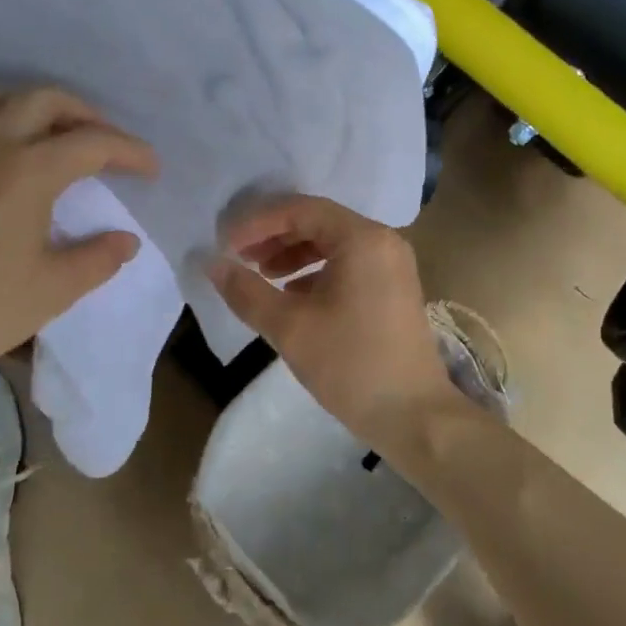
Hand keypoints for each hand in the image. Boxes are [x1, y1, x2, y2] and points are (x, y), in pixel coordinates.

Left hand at [0, 87, 157, 388]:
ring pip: (0, 97)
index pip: (90, 143)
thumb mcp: (55, 289)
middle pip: (45, 100)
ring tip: (58, 136)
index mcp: (25, 172)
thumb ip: (99, 257)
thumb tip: (127, 239)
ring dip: (39, 106)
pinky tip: (10, 155)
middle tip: (107, 145)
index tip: (152, 169)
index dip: (129, 151)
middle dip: (87, 114)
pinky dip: (2, 118)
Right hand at [210, 195, 460, 447]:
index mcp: (362, 239)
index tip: (227, 244)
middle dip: (275, 236)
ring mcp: (392, 264)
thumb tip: (212, 263)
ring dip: (294, 254)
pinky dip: (316, 271)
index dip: (258, 222)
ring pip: (333, 243)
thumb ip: (246, 291)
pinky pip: (348, 264)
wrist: (414, 416)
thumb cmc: (351, 364)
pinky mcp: (394, 288)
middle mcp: (382, 241)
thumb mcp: (289, 327)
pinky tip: (292, 294)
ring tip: (262, 275)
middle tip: (240, 257)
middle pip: (319, 222)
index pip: (301, 210)